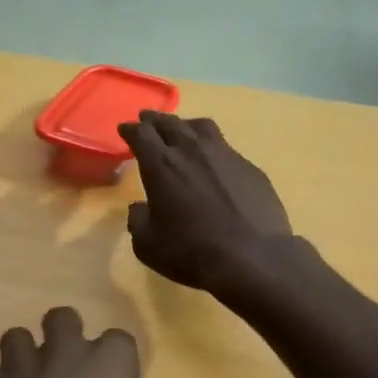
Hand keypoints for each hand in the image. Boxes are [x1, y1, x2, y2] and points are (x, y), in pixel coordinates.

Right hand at [118, 111, 292, 293]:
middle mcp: (192, 150)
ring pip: (201, 127)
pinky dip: (212, 149)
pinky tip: (214, 162)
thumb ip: (138, 221)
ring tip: (182, 130)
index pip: (141, 134)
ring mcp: (225, 155)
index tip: (125, 129)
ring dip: (185, 126)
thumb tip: (140, 208)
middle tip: (147, 120)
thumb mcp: (148, 245)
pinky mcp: (249, 167)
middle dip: (154, 120)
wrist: (252, 257)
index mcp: (162, 165)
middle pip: (169, 123)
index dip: (131, 129)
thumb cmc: (191, 252)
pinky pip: (225, 148)